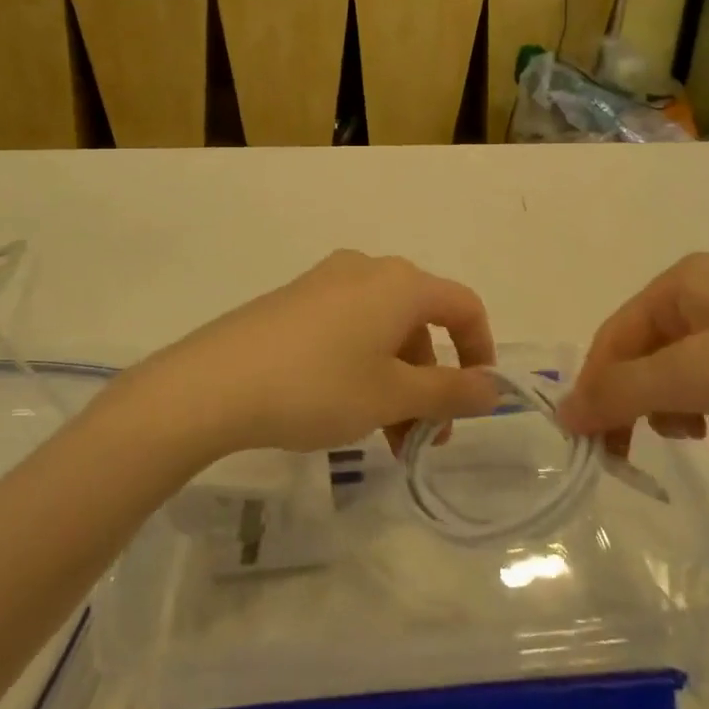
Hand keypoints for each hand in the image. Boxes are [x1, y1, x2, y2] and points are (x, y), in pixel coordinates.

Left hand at [130, 251, 498, 456]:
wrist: (215, 383)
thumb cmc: (319, 386)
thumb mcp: (392, 396)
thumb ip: (450, 392)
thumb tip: (493, 389)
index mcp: (400, 283)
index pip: (463, 306)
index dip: (480, 352)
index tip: (476, 402)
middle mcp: (367, 270)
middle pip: (420, 323)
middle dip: (431, 382)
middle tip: (423, 438)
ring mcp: (326, 282)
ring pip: (383, 331)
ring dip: (397, 382)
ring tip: (384, 439)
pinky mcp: (294, 301)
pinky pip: (348, 329)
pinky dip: (363, 368)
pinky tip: (344, 410)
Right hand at [558, 253, 708, 466]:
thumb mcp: (697, 375)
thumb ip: (621, 392)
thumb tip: (562, 410)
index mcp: (684, 282)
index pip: (615, 337)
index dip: (598, 390)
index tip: (592, 448)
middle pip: (650, 359)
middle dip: (654, 405)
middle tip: (658, 448)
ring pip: (690, 381)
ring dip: (698, 416)